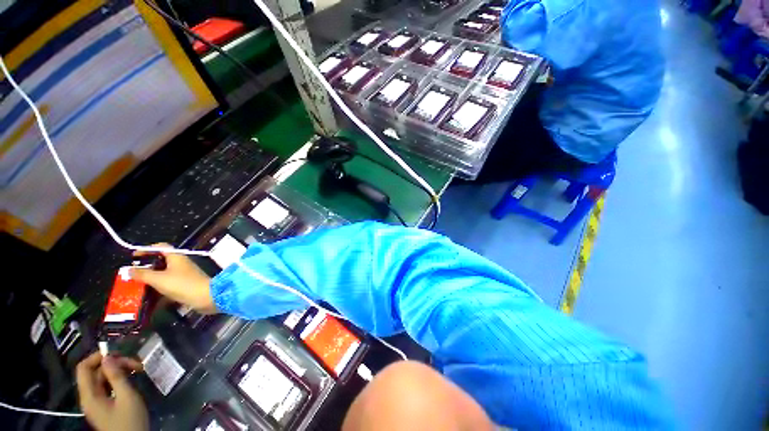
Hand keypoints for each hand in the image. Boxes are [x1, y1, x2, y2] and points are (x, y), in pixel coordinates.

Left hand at [76, 352, 147, 430]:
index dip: (97, 357)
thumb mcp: (127, 397)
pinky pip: (107, 387)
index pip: (84, 368)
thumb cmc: (129, 421)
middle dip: (115, 364)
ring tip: (138, 370)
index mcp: (89, 395)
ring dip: (118, 371)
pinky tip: (131, 379)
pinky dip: (118, 380)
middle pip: (95, 372)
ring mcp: (97, 402)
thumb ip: (117, 377)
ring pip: (103, 379)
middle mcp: (89, 397)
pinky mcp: (104, 405)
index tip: (118, 353)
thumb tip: (109, 357)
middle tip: (137, 363)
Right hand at [130, 243, 215, 312]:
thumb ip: (143, 274)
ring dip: (151, 280)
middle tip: (132, 275)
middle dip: (146, 267)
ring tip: (136, 287)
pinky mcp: (185, 286)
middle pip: (161, 262)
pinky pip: (168, 285)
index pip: (161, 247)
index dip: (147, 250)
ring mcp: (184, 275)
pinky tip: (148, 298)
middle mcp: (181, 264)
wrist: (206, 297)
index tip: (133, 257)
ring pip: (163, 275)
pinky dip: (158, 290)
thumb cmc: (183, 284)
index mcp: (176, 257)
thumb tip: (129, 270)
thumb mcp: (159, 279)